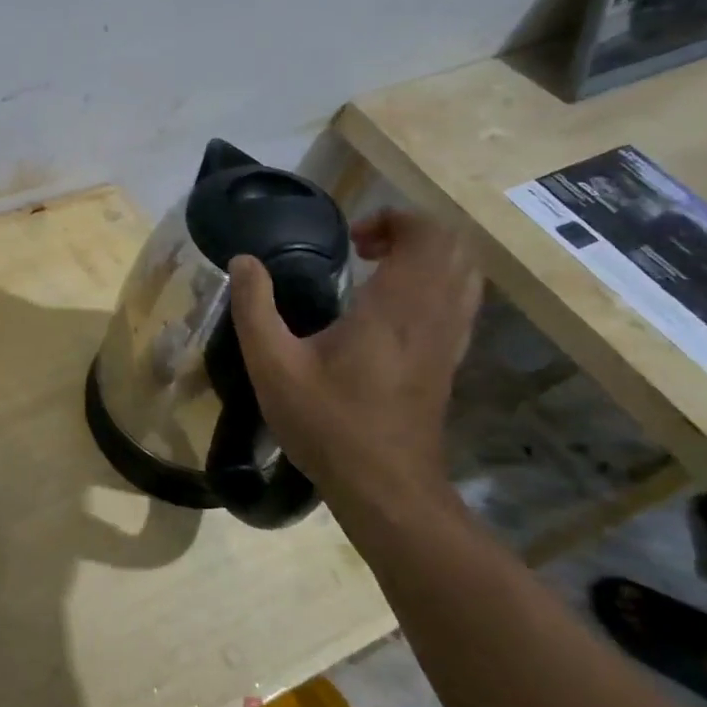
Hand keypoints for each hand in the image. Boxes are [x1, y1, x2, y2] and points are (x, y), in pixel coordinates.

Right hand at [229, 208, 480, 504]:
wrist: (385, 487)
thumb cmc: (327, 423)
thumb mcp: (272, 366)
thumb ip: (254, 308)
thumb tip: (242, 260)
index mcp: (395, 307)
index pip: (425, 234)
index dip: (394, 219)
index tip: (351, 239)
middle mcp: (433, 314)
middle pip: (454, 246)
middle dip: (411, 232)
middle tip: (362, 249)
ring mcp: (449, 339)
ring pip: (464, 273)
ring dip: (426, 258)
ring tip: (377, 273)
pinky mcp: (449, 360)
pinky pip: (460, 302)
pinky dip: (435, 285)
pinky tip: (391, 309)